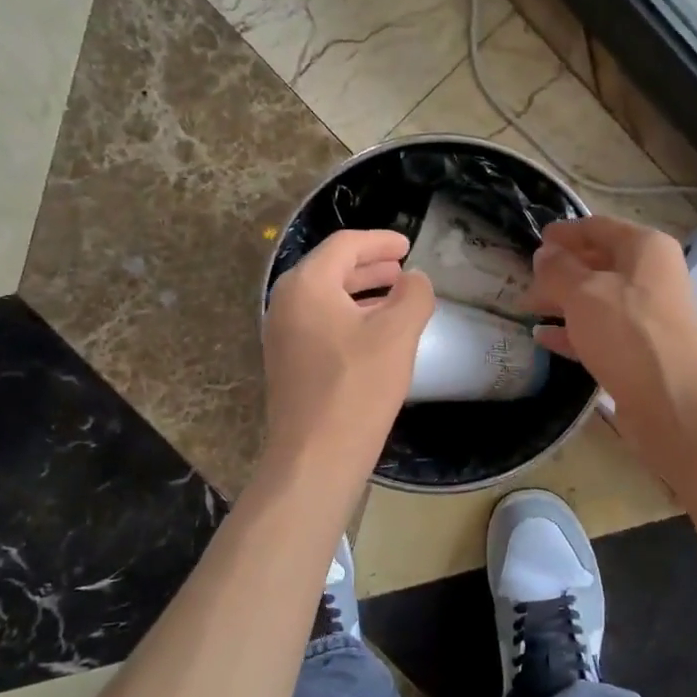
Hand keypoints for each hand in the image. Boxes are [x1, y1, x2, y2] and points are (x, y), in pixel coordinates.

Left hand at [260, 229, 435, 486]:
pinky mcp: (287, 363)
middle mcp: (286, 303)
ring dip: (361, 292)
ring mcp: (282, 335)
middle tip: (402, 269)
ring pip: (325, 298)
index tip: (408, 246)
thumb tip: (414, 279)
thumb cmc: (357, 387)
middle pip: (330, 269)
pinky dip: (349, 317)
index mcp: (306, 285)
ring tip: (395, 297)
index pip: (344, 245)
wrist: (315, 456)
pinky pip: (320, 323)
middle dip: (369, 265)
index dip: (379, 241)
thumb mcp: (397, 334)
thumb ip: (413, 295)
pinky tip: (375, 334)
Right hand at [527, 216, 696, 474]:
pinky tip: (544, 338)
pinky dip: (573, 331)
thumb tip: (544, 254)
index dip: (566, 232)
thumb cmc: (628, 333)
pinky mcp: (642, 351)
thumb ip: (557, 269)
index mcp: (645, 248)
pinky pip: (601, 331)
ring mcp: (649, 315)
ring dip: (563, 301)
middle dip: (560, 271)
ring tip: (527, 308)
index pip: (599, 227)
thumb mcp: (583, 293)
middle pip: (599, 263)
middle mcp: (652, 276)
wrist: (674, 402)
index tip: (536, 240)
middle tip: (525, 280)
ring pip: (598, 299)